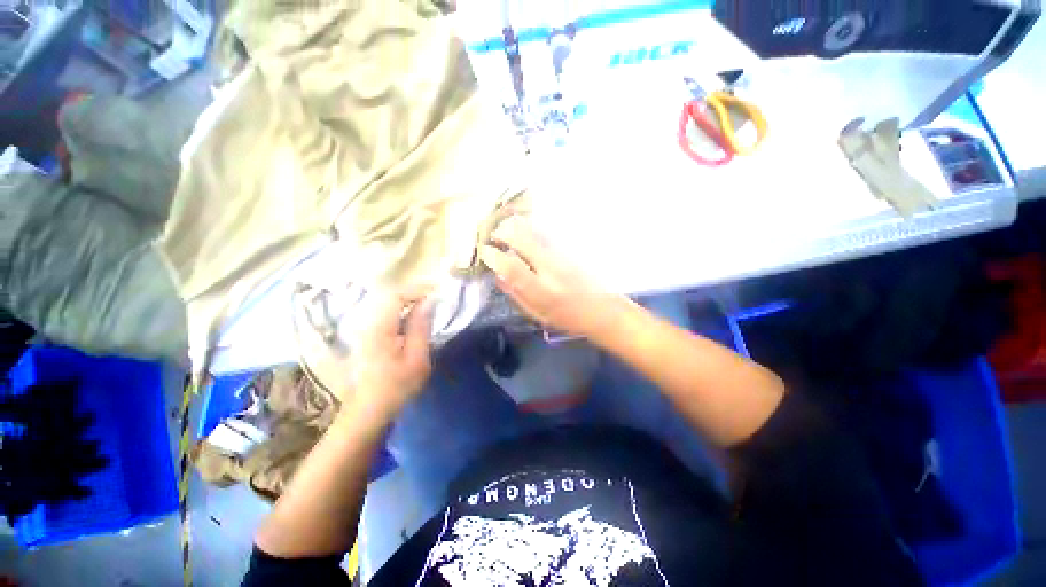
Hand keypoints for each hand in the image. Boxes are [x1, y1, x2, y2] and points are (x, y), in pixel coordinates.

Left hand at [347, 291, 433, 423]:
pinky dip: (399, 309)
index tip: (437, 293)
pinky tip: (411, 318)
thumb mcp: (416, 359)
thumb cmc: (395, 387)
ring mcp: (362, 329)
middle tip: (434, 298)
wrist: (366, 411)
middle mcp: (366, 323)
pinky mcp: (363, 335)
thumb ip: (421, 327)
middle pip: (388, 295)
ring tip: (426, 305)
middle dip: (413, 292)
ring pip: (384, 303)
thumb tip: (429, 302)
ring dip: (406, 300)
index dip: (417, 290)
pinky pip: (382, 313)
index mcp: (378, 328)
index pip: (396, 295)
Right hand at [479, 216, 621, 338]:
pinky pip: (546, 233)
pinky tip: (525, 227)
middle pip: (523, 240)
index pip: (512, 267)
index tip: (484, 251)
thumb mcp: (538, 315)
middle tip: (493, 234)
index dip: (494, 256)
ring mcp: (562, 256)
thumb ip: (516, 295)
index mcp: (541, 291)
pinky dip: (531, 227)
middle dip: (503, 233)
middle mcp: (551, 269)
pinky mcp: (570, 250)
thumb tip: (498, 276)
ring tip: (505, 226)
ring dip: (517, 226)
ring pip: (535, 232)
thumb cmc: (568, 319)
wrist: (603, 310)